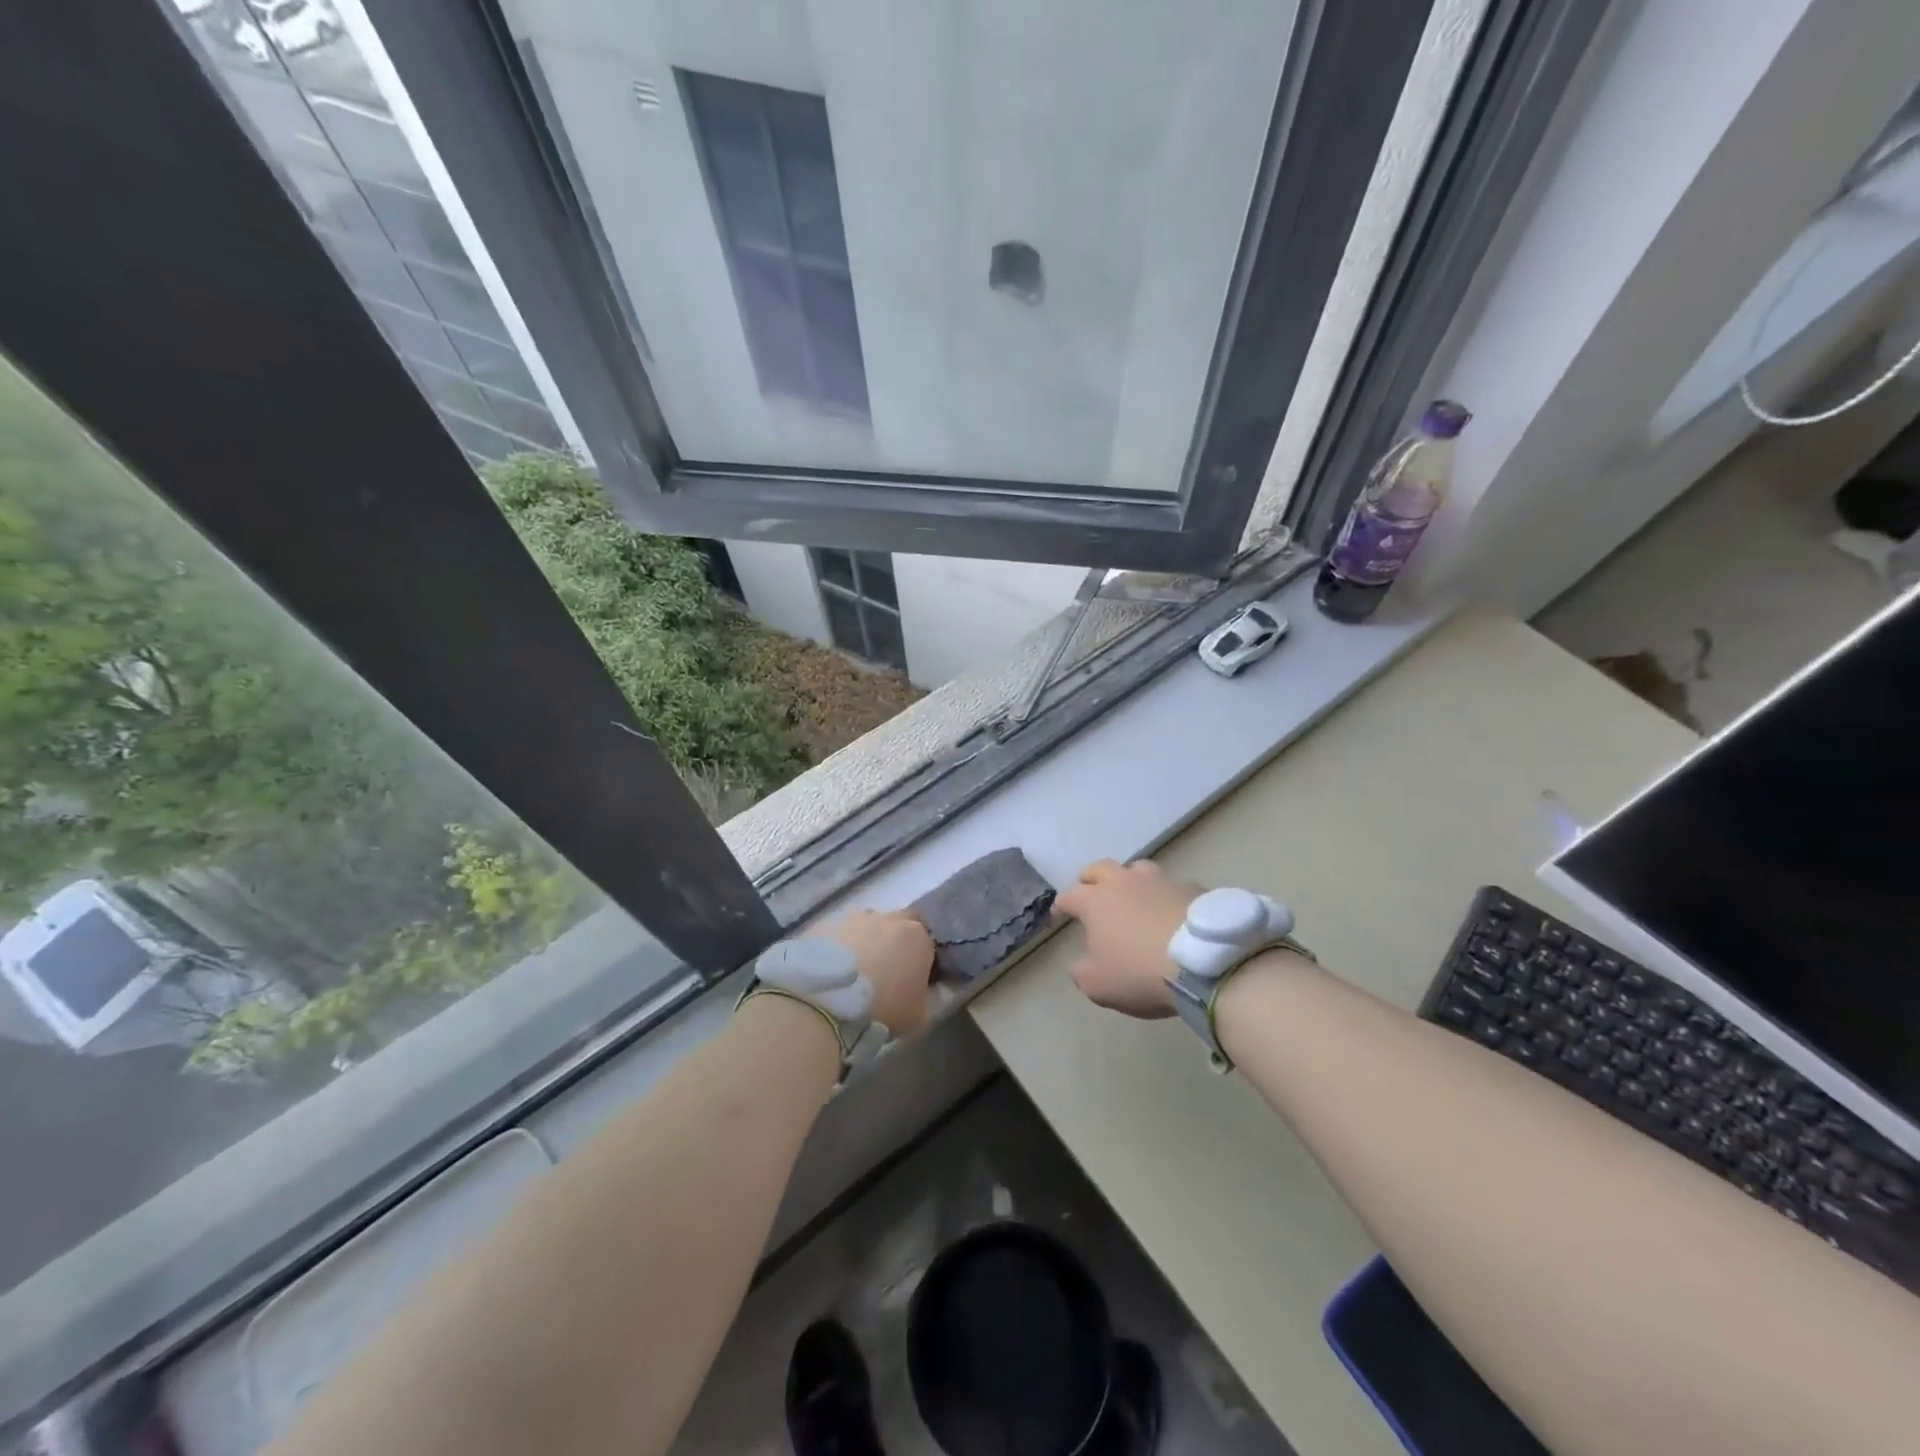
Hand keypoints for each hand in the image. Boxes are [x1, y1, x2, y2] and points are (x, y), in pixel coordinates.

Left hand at [814, 909, 935, 1037]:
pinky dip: (839, 947)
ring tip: (855, 970)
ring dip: (866, 940)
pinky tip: (831, 970)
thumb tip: (925, 993)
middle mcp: (889, 918)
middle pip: (900, 922)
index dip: (921, 958)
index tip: (913, 978)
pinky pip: (839, 933)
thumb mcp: (919, 1017)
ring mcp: (855, 918)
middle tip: (887, 969)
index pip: (928, 941)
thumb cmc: (883, 1008)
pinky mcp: (826, 924)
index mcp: (918, 937)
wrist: (828, 1000)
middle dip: (897, 940)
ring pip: (868, 924)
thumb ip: (928, 1000)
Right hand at [1056, 859, 1203, 1018]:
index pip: (1069, 896)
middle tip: (1089, 891)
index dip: (1061, 906)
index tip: (1059, 915)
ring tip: (1132, 894)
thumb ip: (1082, 972)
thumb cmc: (1140, 972)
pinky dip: (1164, 894)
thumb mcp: (1099, 985)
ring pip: (1136, 868)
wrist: (1204, 963)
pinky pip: (1170, 885)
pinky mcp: (1191, 887)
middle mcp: (1124, 882)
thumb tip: (1079, 963)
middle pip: (1099, 868)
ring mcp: (1159, 880)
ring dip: (1129, 879)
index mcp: (1095, 901)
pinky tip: (1170, 909)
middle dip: (1090, 878)